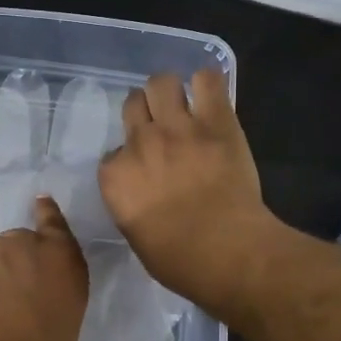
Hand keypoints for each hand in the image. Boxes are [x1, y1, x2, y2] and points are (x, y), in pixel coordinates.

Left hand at [0, 196, 89, 340]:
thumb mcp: (64, 330)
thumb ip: (55, 308)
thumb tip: (43, 310)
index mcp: (64, 260)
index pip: (58, 228)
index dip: (49, 214)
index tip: (41, 200)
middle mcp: (29, 245)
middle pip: (23, 244)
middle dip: (19, 261)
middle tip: (15, 294)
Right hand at [98, 68, 276, 307]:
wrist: (226, 251)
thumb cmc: (178, 260)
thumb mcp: (136, 235)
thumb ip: (131, 205)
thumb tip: (142, 195)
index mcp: (115, 177)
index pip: (114, 154)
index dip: (130, 158)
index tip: (145, 171)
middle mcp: (139, 143)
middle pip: (132, 104)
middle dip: (144, 113)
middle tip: (162, 128)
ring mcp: (177, 127)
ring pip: (162, 82)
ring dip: (170, 92)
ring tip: (184, 106)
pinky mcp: (216, 121)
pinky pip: (207, 80)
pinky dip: (207, 84)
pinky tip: (210, 96)